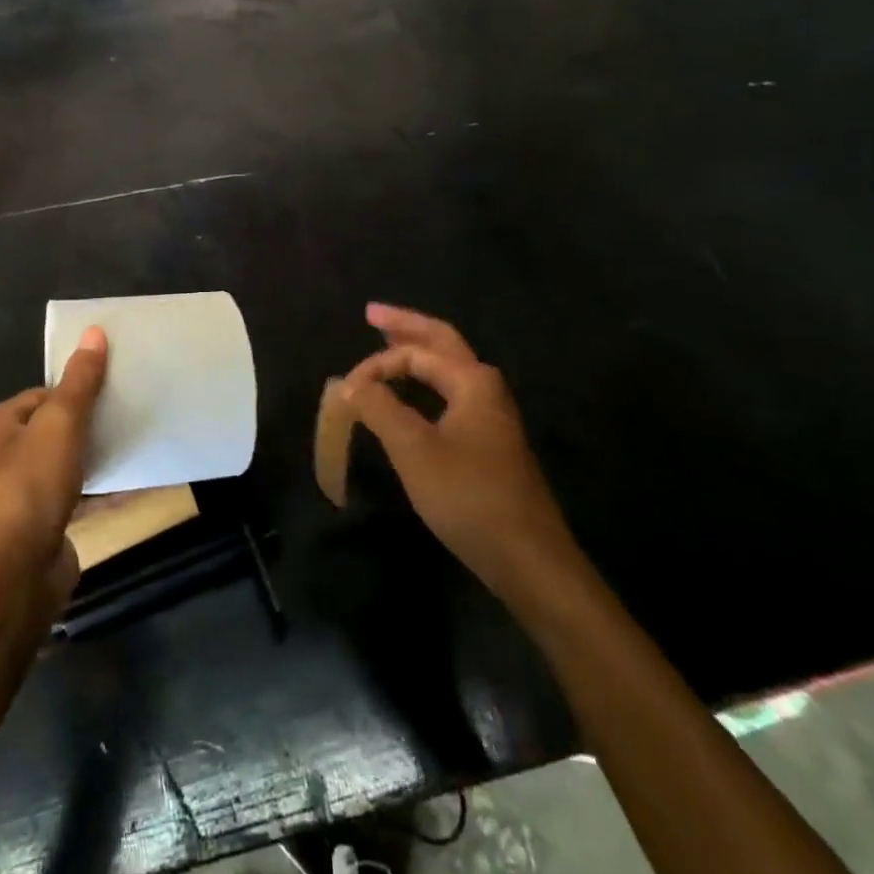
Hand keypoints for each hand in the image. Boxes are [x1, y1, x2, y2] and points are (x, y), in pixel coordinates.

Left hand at [0, 328, 107, 608]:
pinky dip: (103, 490)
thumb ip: (80, 381)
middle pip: (53, 430)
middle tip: (127, 414)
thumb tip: (94, 331)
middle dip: (89, 424)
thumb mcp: (59, 423)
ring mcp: (22, 498)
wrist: (13, 576)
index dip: (74, 391)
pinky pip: (79, 498)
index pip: (40, 396)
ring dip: (97, 456)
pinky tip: (135, 483)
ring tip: (136, 442)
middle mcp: (2, 460)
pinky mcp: (43, 529)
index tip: (111, 389)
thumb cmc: (29, 487)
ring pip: (67, 465)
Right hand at [335, 305, 581, 600]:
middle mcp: (486, 388)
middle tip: (372, 312)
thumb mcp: (414, 449)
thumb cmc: (469, 496)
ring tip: (387, 341)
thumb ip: (379, 408)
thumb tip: (351, 384)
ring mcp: (491, 416)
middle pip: (442, 342)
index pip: (414, 353)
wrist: (528, 560)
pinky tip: (412, 394)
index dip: (375, 366)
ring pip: (448, 369)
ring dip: (417, 352)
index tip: (345, 393)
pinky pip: (450, 394)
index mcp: (472, 380)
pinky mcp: (489, 443)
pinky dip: (426, 382)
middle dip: (405, 326)